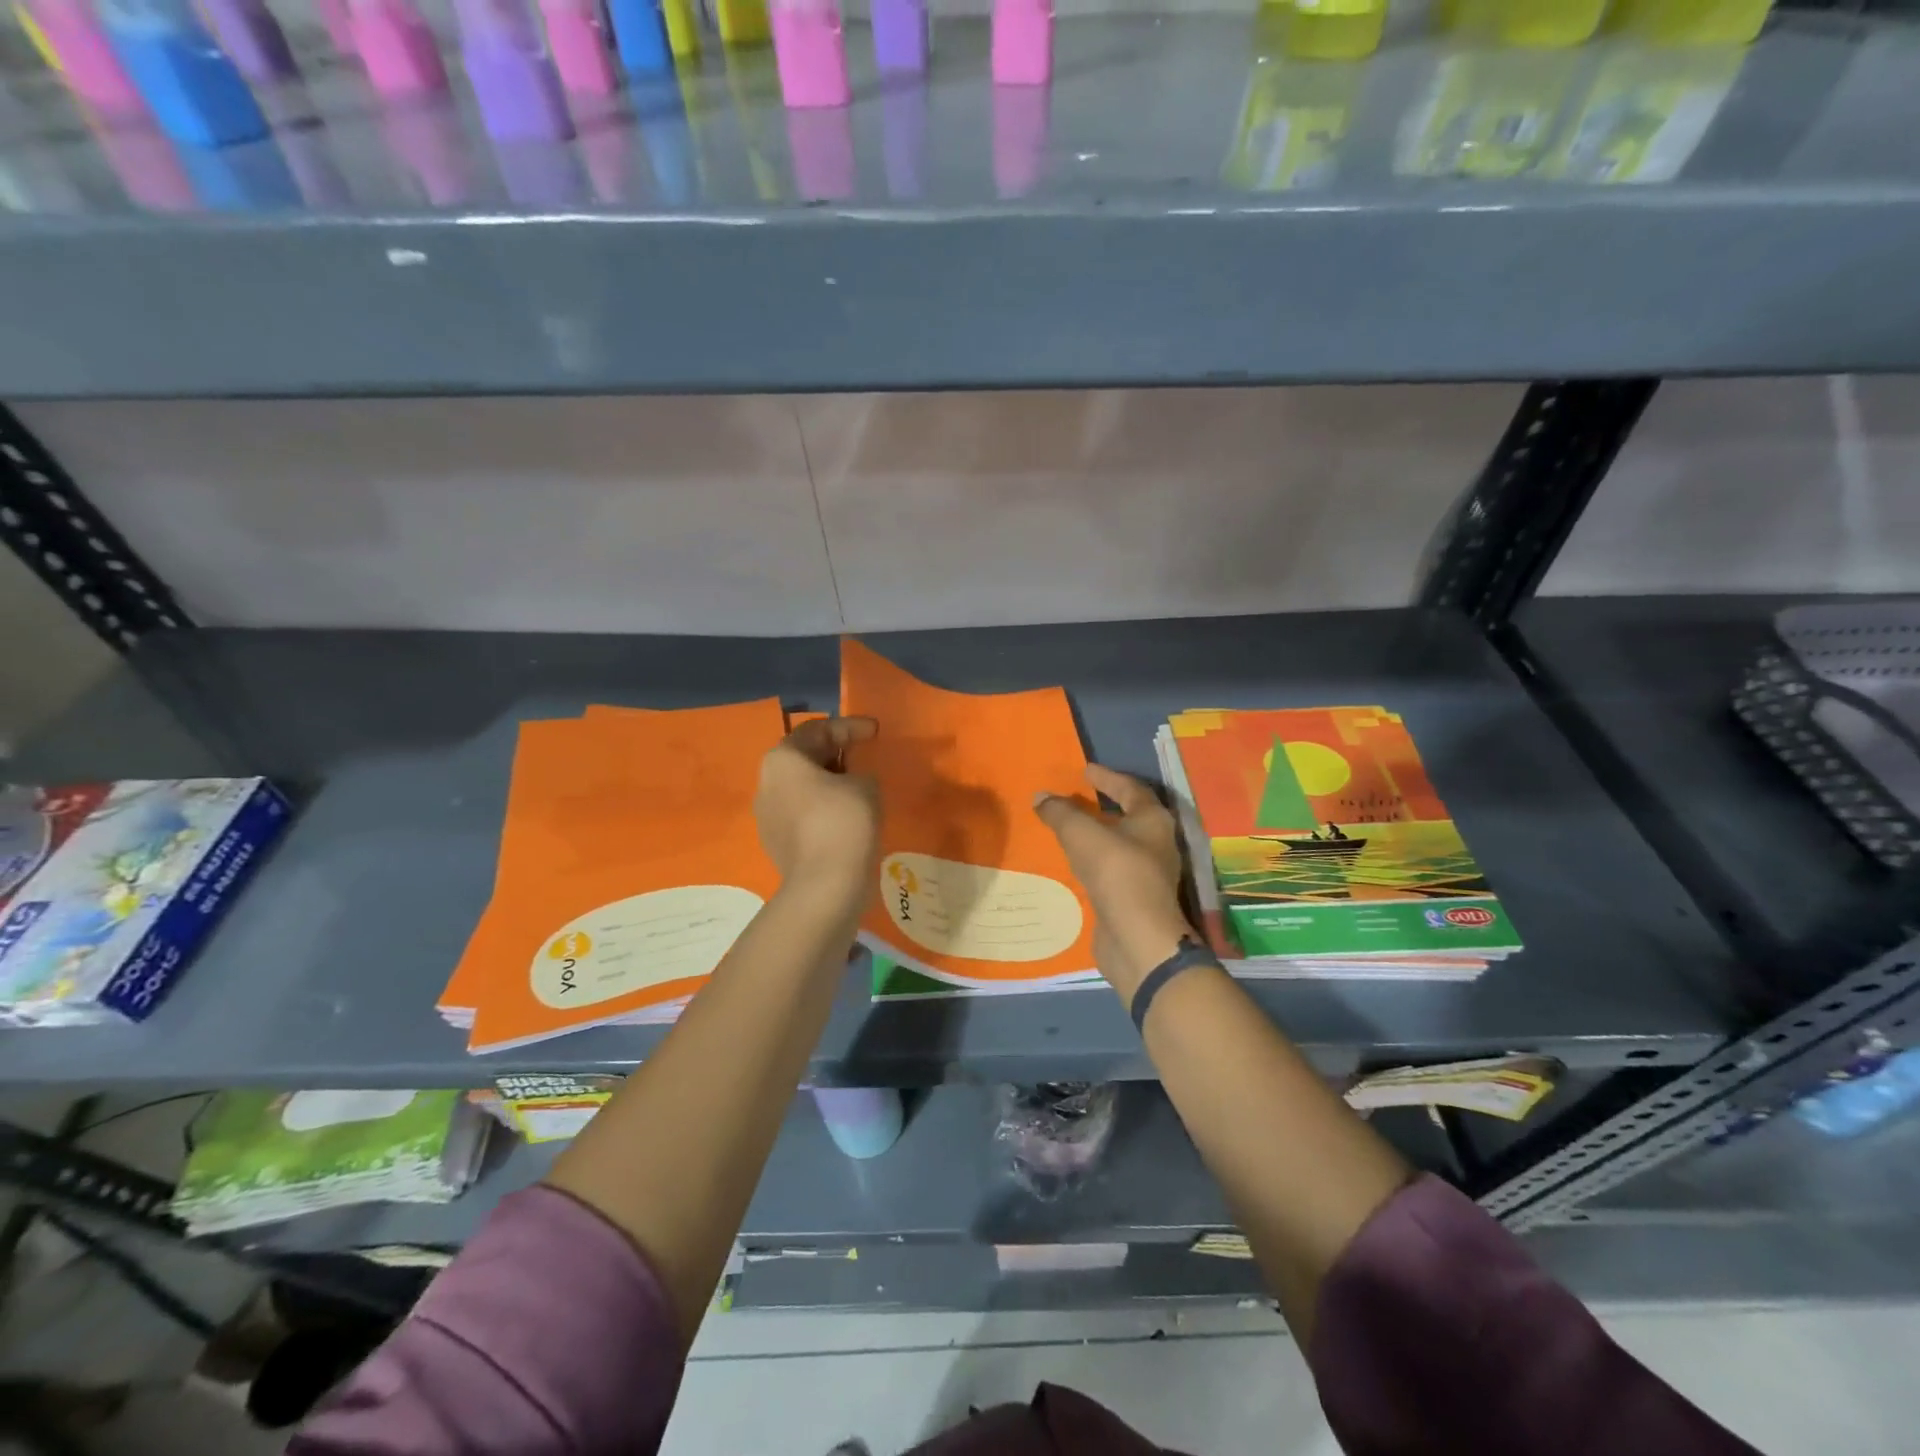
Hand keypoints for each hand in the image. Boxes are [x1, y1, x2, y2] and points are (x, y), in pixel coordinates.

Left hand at [755, 716, 879, 904]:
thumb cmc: (843, 822)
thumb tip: (853, 782)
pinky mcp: (776, 844)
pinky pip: (804, 816)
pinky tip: (849, 819)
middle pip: (805, 758)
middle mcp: (766, 783)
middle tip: (866, 758)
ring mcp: (767, 816)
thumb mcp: (866, 784)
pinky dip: (825, 810)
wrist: (824, 886)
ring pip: (803, 789)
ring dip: (830, 785)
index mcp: (782, 759)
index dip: (850, 726)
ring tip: (860, 789)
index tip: (876, 732)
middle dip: (837, 755)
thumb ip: (860, 772)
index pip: (818, 729)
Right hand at [1035, 765, 1195, 1000]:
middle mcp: (1156, 843)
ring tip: (1069, 827)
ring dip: (1097, 834)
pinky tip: (1074, 861)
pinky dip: (1093, 859)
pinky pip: (1111, 869)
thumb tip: (1040, 796)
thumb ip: (1060, 813)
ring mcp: (1148, 873)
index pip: (1131, 788)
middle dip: (1104, 805)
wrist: (1137, 939)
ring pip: (1119, 844)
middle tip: (1077, 795)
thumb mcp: (1082, 835)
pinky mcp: (1134, 898)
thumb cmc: (1117, 874)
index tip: (1084, 770)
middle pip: (1129, 815)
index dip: (1107, 777)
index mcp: (1153, 820)